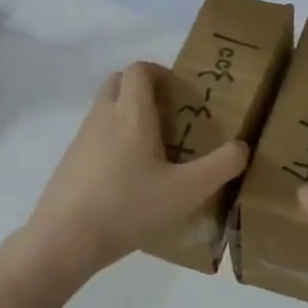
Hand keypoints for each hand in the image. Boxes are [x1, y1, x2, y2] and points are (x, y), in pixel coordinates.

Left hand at [20, 61, 248, 281]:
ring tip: (152, 151)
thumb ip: (220, 166)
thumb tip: (242, 147)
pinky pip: (94, 137)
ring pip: (104, 110)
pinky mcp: (69, 161)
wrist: (66, 238)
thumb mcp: (186, 191)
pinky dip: (111, 142)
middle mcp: (102, 116)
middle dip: (141, 90)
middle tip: (168, 117)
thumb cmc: (129, 207)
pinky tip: (127, 178)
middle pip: (118, 82)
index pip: (139, 69)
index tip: (179, 94)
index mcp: (131, 113)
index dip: (159, 72)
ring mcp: (81, 138)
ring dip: (126, 117)